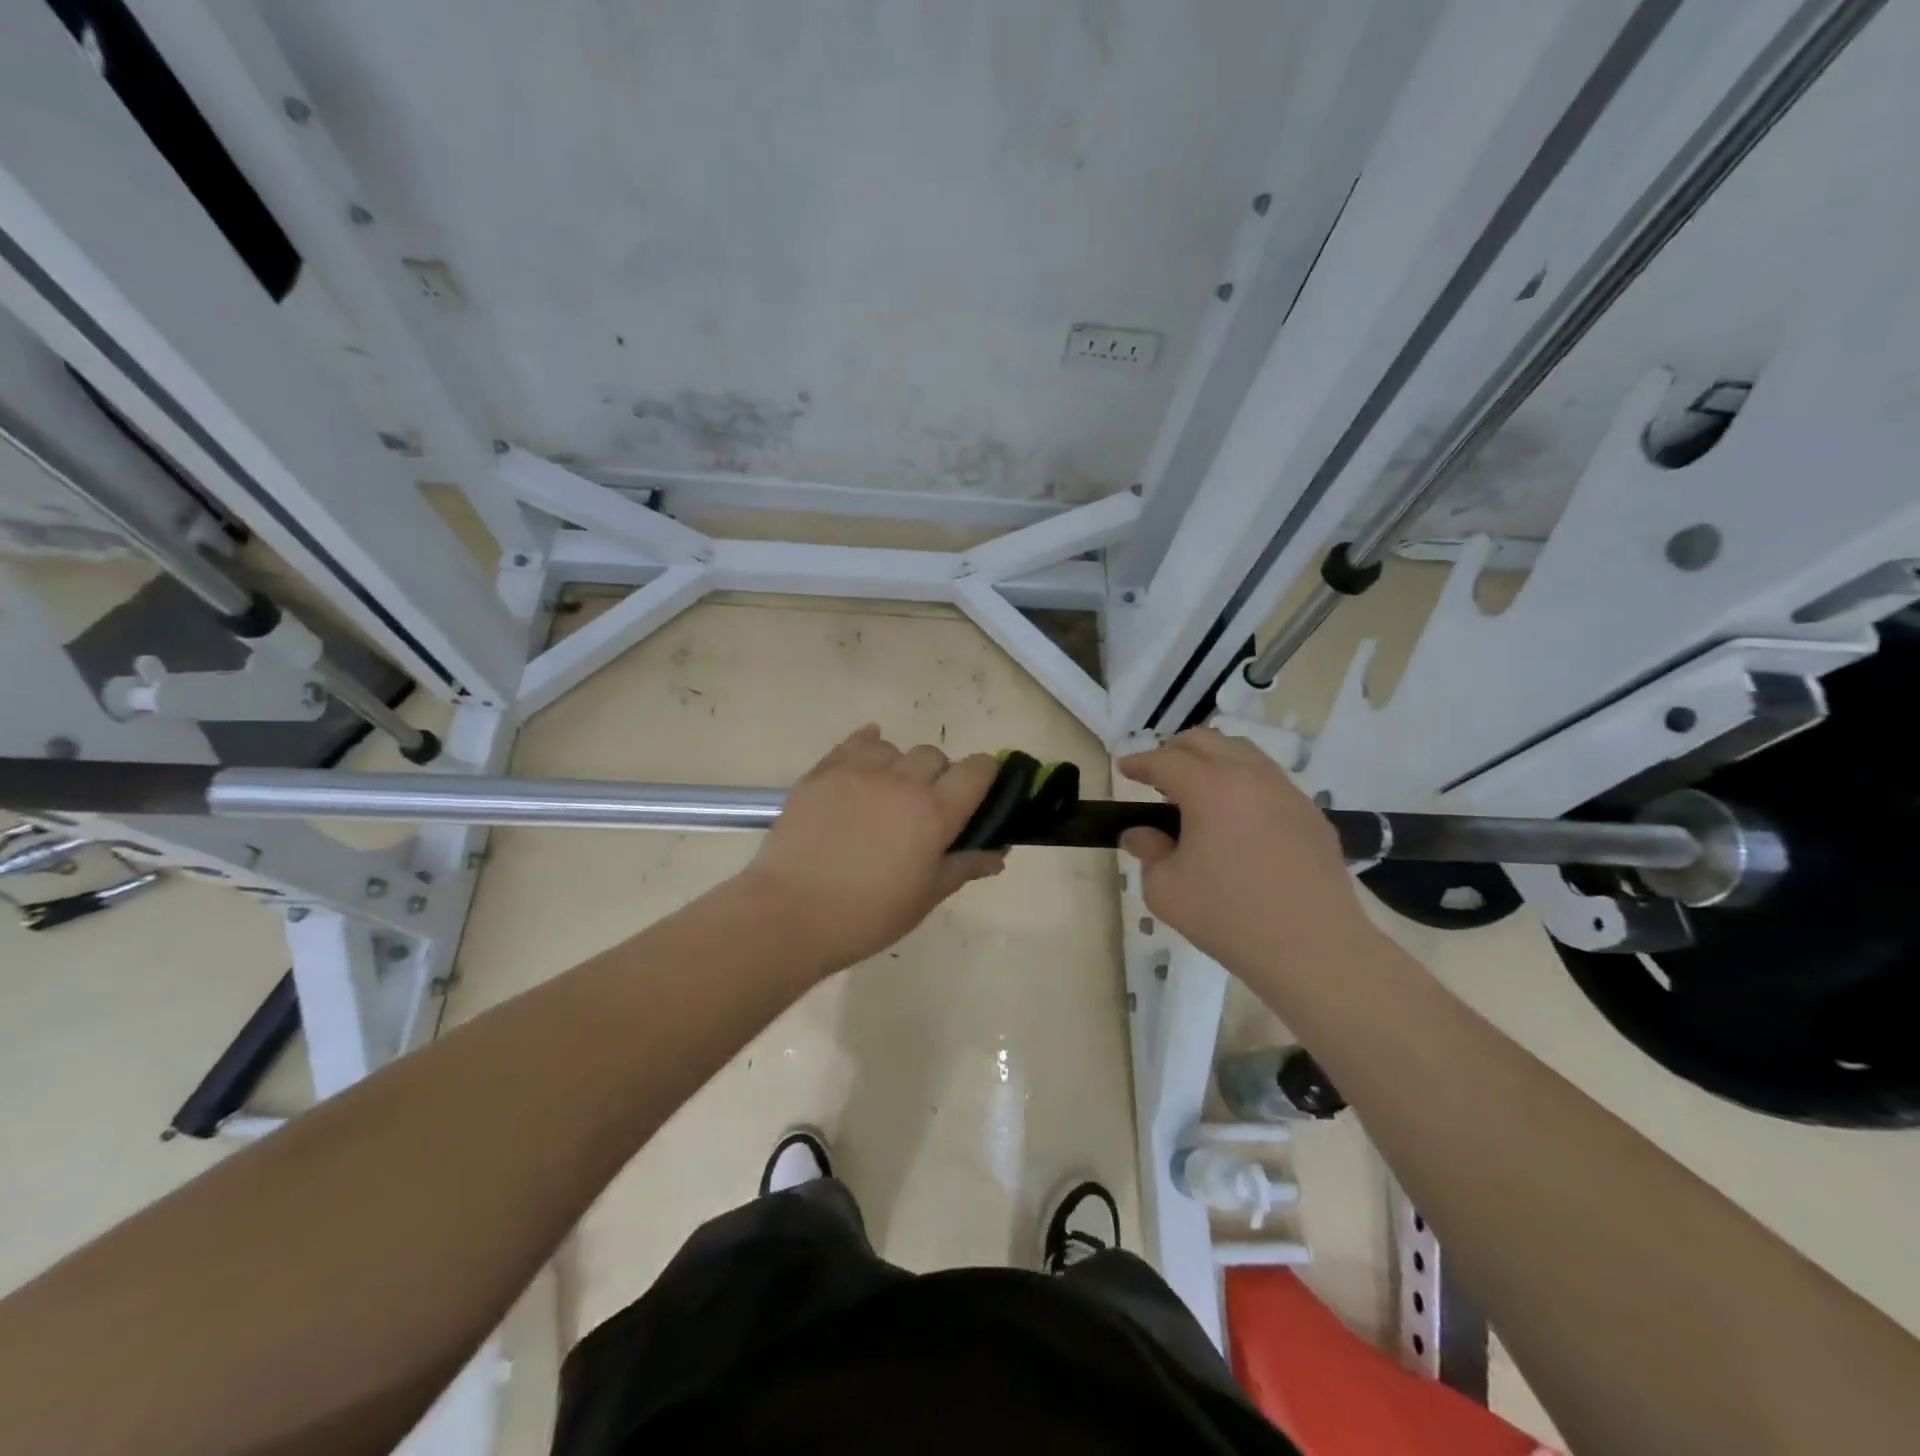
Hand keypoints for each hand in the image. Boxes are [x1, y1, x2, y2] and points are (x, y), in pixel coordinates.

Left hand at [737, 726, 1004, 975]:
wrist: (792, 913)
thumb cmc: (868, 914)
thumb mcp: (925, 897)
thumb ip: (963, 867)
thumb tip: (998, 855)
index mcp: (935, 812)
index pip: (977, 770)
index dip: (983, 777)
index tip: (976, 795)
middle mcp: (902, 781)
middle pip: (934, 755)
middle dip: (938, 775)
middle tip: (923, 809)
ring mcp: (859, 772)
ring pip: (893, 748)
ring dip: (898, 766)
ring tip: (884, 795)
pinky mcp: (823, 772)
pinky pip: (854, 743)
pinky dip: (866, 748)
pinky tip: (862, 767)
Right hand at [1118, 728, 1373, 977]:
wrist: (1314, 949)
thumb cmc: (1229, 916)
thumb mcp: (1166, 889)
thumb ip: (1148, 852)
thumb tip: (1140, 834)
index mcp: (1211, 788)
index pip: (1166, 761)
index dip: (1139, 762)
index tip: (1124, 768)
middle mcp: (1251, 777)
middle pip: (1207, 741)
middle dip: (1176, 750)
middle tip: (1158, 775)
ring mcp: (1288, 793)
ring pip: (1244, 754)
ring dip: (1213, 762)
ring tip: (1197, 793)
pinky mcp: (1312, 815)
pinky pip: (1270, 782)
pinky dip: (1243, 785)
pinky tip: (1237, 820)